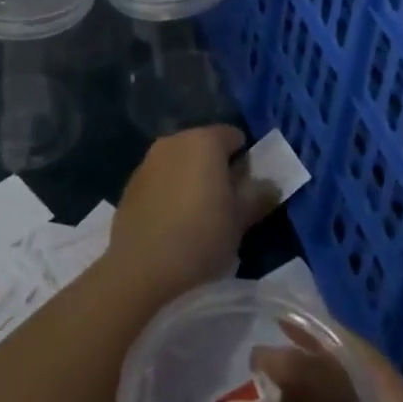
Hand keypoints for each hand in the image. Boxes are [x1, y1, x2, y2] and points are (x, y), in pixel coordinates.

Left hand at [104, 126, 274, 299]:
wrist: (140, 266)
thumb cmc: (200, 237)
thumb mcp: (239, 221)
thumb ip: (258, 196)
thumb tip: (271, 184)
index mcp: (205, 141)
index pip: (233, 135)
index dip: (245, 158)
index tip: (248, 188)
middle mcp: (175, 140)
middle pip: (205, 145)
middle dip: (217, 167)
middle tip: (226, 203)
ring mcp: (149, 159)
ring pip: (181, 160)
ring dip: (192, 177)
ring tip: (199, 214)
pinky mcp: (132, 181)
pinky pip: (161, 177)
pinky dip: (170, 189)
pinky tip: (172, 221)